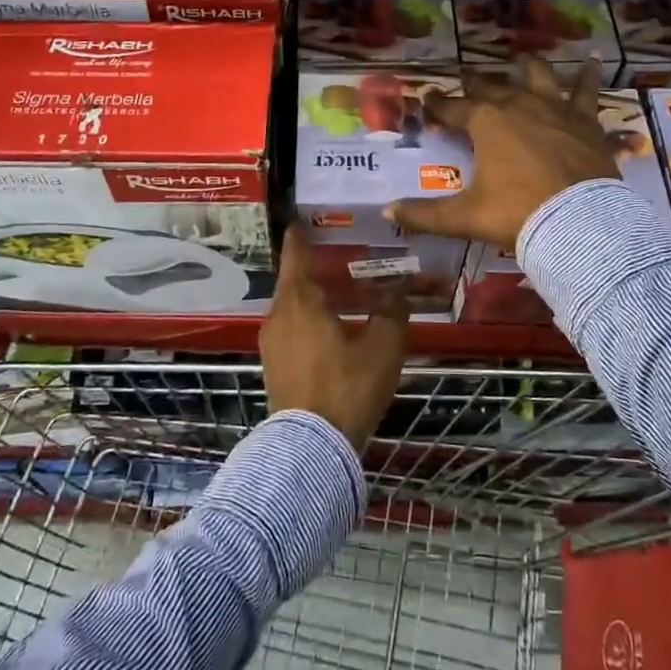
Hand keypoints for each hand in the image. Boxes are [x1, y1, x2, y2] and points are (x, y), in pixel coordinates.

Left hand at [260, 226, 408, 451]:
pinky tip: (331, 329)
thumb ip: (391, 315)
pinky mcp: (274, 367)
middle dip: (313, 269)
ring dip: (312, 298)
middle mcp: (278, 316)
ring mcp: (272, 344)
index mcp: (300, 301)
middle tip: (338, 258)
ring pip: (292, 308)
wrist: (310, 448)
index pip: (296, 255)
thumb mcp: (382, 348)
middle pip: (294, 282)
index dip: (300, 236)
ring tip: (340, 294)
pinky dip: (308, 321)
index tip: (301, 221)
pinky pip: (292, 330)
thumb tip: (398, 295)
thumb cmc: (346, 387)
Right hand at [387, 55, 619, 250]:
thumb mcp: (465, 217)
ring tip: (521, 57)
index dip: (437, 103)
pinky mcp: (585, 120)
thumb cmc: (517, 213)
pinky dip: (590, 76)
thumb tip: (388, 212)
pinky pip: (587, 91)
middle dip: (474, 82)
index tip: (426, 97)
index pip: (452, 108)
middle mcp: (518, 105)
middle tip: (465, 76)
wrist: (579, 222)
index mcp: (485, 122)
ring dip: (527, 65)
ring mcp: (554, 109)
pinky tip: (595, 61)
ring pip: (538, 76)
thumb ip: (425, 214)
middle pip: (491, 87)